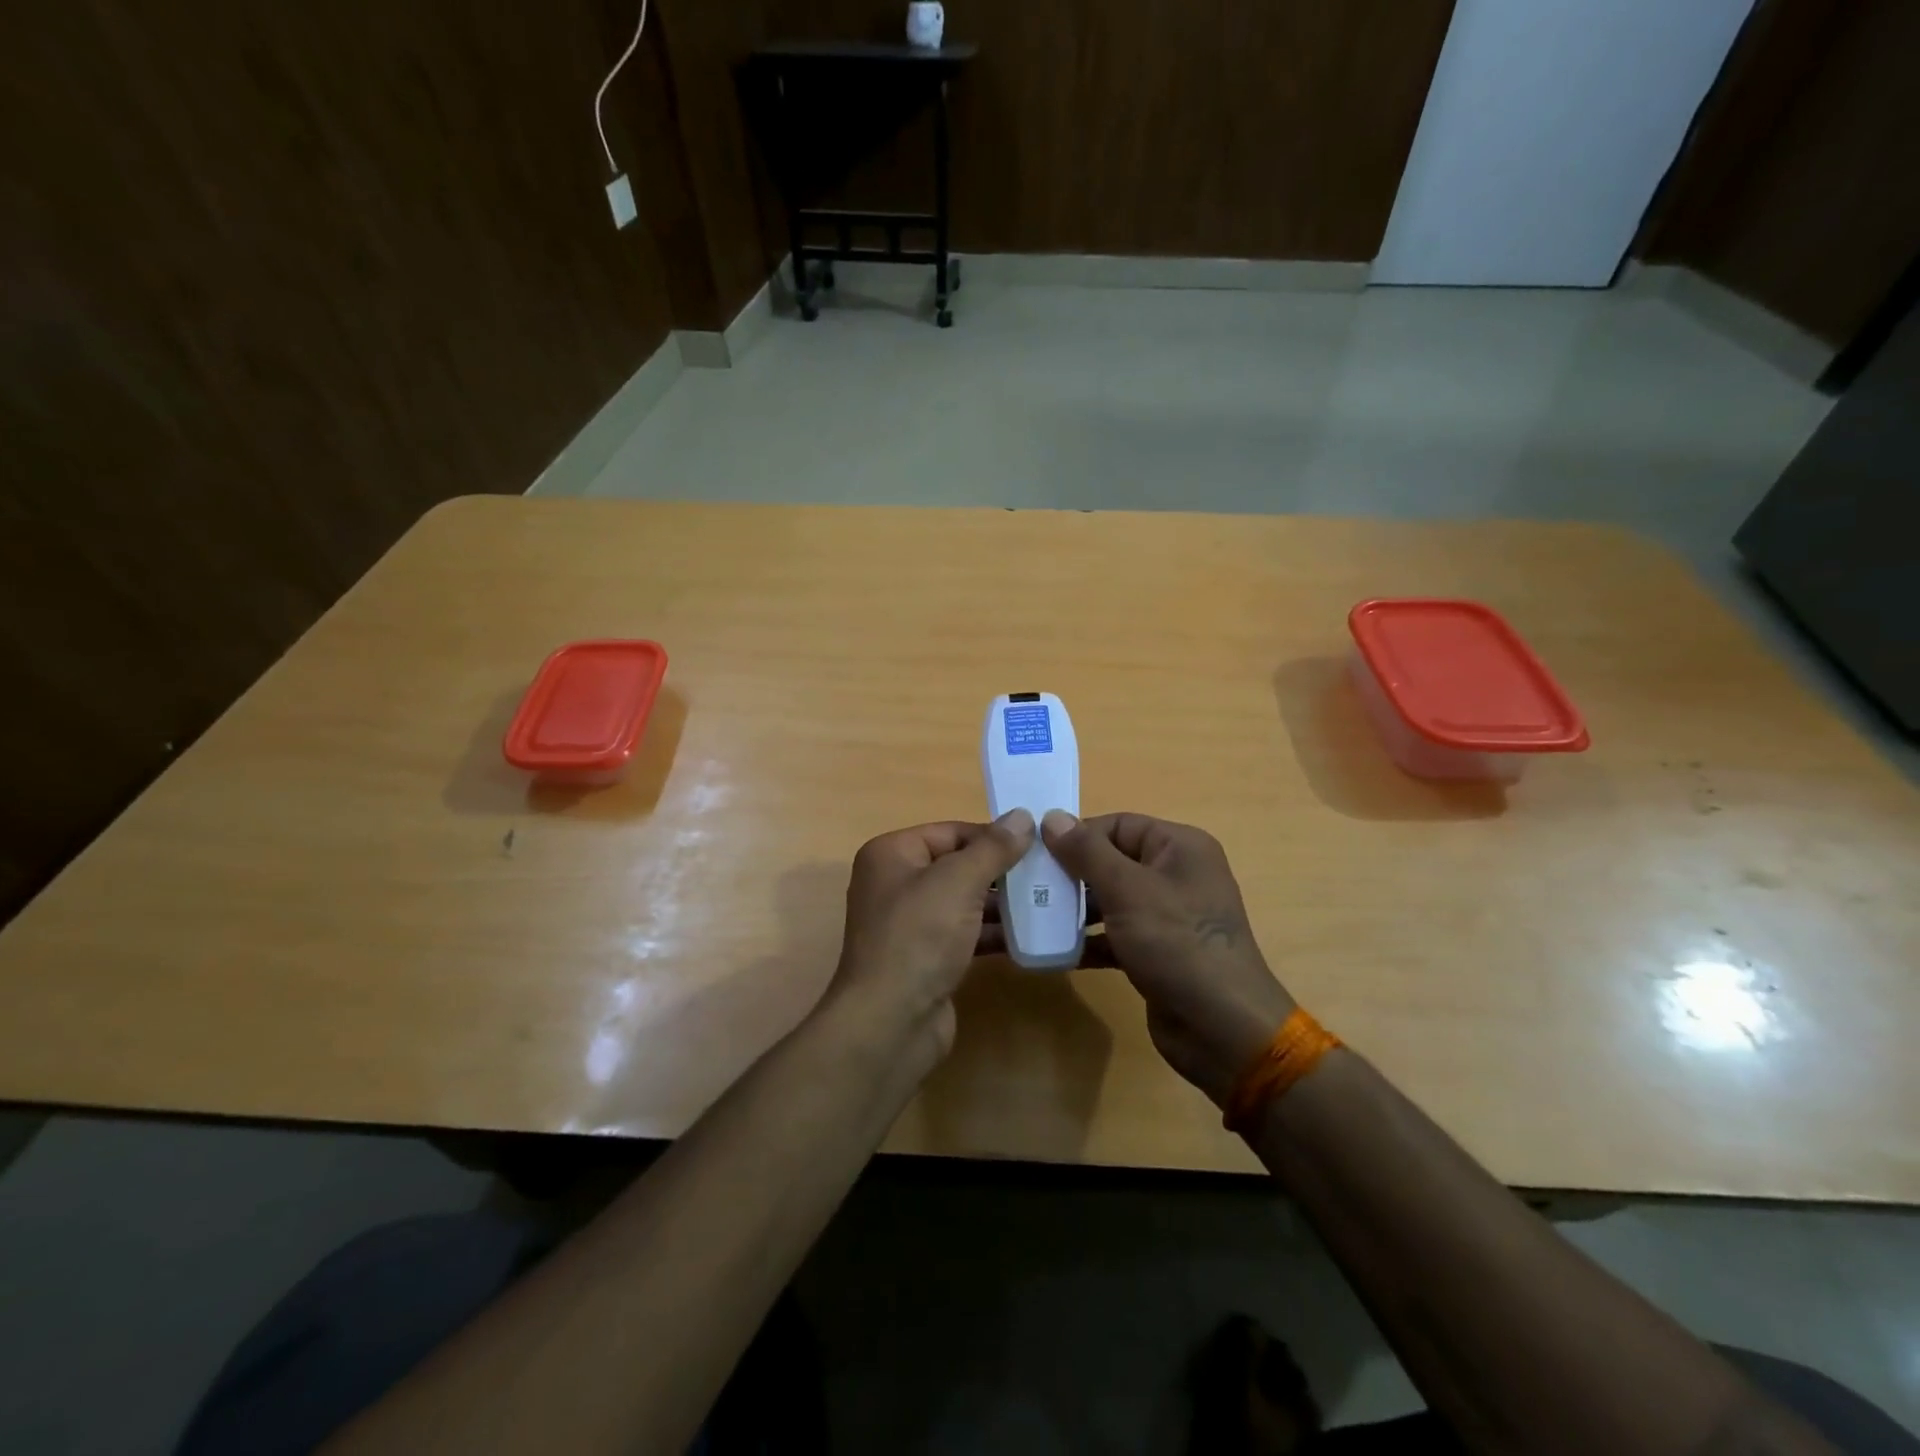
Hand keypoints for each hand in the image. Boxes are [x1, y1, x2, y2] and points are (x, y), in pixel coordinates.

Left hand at [826, 810, 1035, 1060]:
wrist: (891, 1022)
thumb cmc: (918, 937)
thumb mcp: (958, 882)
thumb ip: (993, 848)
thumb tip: (1022, 816)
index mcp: (892, 854)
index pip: (950, 831)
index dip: (992, 835)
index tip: (1037, 843)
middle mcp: (896, 883)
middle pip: (958, 865)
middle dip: (1001, 870)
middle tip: (1048, 872)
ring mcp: (911, 924)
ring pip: (964, 901)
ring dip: (1002, 902)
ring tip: (1048, 900)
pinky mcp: (927, 957)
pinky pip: (965, 934)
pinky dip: (993, 932)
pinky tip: (1031, 935)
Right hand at [1042, 811, 1293, 1106]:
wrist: (1222, 1028)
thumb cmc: (1177, 943)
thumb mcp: (1127, 889)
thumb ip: (1086, 852)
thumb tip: (1052, 817)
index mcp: (1180, 847)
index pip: (1118, 825)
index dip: (1077, 835)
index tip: (1036, 853)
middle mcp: (1176, 874)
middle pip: (1112, 861)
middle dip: (1071, 874)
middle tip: (1028, 886)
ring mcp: (1168, 916)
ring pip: (1111, 899)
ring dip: (1074, 908)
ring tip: (1033, 917)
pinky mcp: (1157, 952)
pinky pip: (1115, 934)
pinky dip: (1088, 940)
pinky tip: (1054, 951)